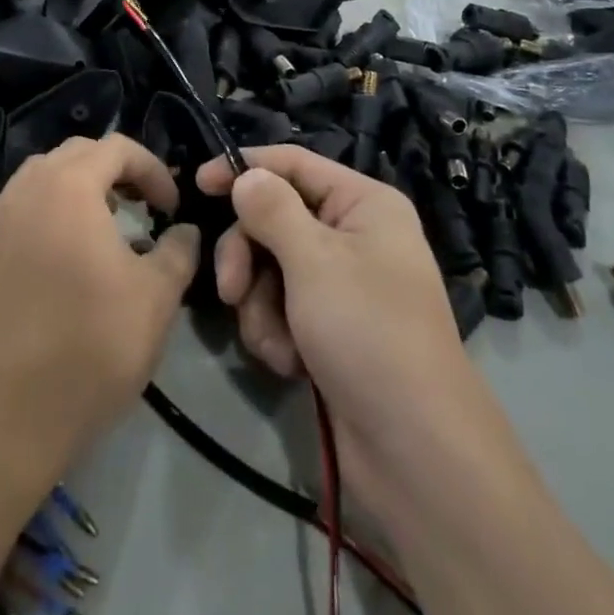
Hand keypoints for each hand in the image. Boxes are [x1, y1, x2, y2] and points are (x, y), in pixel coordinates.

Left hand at [0, 135, 197, 473]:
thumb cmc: (87, 348)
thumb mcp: (156, 299)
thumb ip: (178, 252)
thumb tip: (184, 232)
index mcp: (68, 186)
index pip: (117, 147)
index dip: (153, 169)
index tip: (172, 207)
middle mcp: (24, 190)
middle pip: (76, 155)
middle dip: (115, 172)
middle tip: (141, 207)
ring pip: (41, 181)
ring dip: (79, 191)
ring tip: (105, 230)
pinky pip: (19, 212)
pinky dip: (48, 217)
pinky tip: (64, 263)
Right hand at [195, 147, 476, 506]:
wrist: (415, 451)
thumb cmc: (367, 333)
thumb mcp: (314, 261)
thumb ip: (272, 210)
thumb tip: (246, 174)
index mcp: (363, 203)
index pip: (293, 163)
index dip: (245, 168)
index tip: (198, 183)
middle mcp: (354, 235)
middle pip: (275, 219)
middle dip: (248, 257)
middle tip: (231, 290)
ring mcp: (342, 284)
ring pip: (271, 269)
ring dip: (261, 306)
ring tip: (277, 344)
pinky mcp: (330, 327)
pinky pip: (282, 309)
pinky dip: (277, 334)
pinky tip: (292, 365)